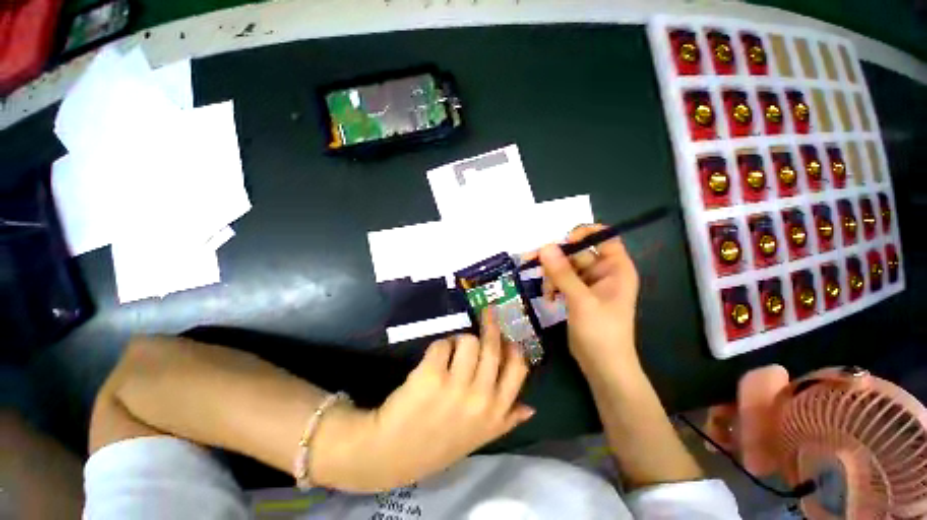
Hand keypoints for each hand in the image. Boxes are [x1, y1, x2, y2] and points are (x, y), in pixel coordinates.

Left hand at [313, 310, 533, 492]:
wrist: (391, 454)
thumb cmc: (438, 444)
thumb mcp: (478, 438)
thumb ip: (506, 422)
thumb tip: (531, 408)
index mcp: (495, 413)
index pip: (518, 369)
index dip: (513, 347)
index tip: (505, 338)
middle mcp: (480, 398)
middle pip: (493, 347)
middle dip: (490, 325)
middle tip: (487, 313)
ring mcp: (455, 387)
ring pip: (468, 340)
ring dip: (459, 341)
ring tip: (450, 352)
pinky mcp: (431, 376)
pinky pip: (442, 345)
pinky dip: (438, 347)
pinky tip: (432, 361)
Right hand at [533, 224, 640, 371]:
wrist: (602, 366)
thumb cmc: (601, 332)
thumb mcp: (581, 300)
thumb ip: (562, 273)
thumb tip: (545, 247)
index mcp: (616, 268)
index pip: (603, 237)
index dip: (584, 233)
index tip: (563, 240)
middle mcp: (603, 272)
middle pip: (577, 252)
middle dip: (556, 258)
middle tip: (532, 260)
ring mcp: (589, 283)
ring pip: (565, 266)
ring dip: (551, 275)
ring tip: (546, 291)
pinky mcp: (577, 294)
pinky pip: (561, 280)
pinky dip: (552, 285)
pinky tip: (548, 297)